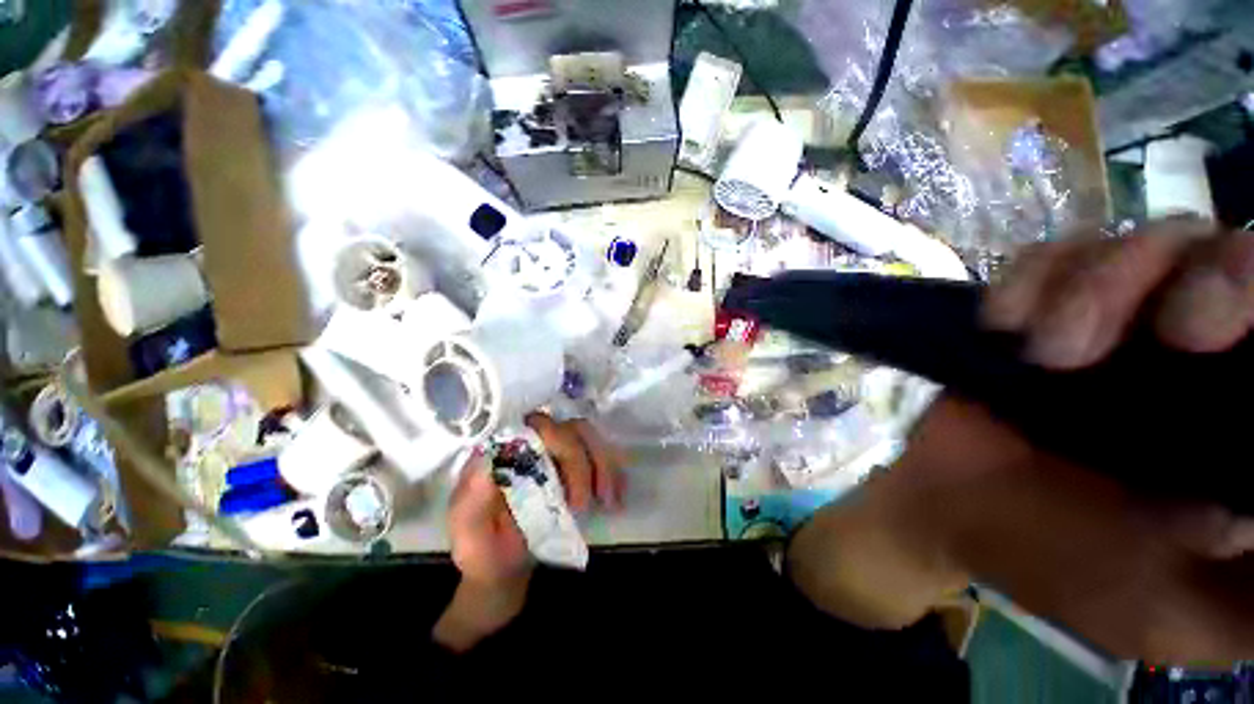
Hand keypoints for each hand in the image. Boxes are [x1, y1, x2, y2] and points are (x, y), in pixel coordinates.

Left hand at [435, 415, 624, 651]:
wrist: (504, 570)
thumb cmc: (483, 552)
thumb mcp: (469, 533)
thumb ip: (472, 499)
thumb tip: (487, 458)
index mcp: (504, 452)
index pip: (535, 426)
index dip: (558, 442)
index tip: (567, 484)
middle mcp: (533, 444)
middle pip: (569, 430)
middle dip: (582, 463)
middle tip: (584, 503)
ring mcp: (557, 454)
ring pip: (589, 439)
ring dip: (604, 465)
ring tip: (608, 501)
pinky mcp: (576, 467)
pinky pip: (601, 457)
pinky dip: (613, 473)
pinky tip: (617, 498)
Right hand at [904, 222, 1253, 661]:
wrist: (949, 511)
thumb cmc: (1065, 566)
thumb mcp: (1174, 614)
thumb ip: (1250, 599)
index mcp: (1241, 419)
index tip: (1227, 348)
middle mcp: (1200, 353)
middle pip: (1238, 253)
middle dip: (1219, 277)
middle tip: (1178, 335)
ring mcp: (1119, 318)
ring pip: (1153, 237)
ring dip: (1101, 283)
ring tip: (1048, 352)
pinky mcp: (1042, 308)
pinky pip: (1052, 253)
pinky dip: (1030, 278)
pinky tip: (1004, 325)